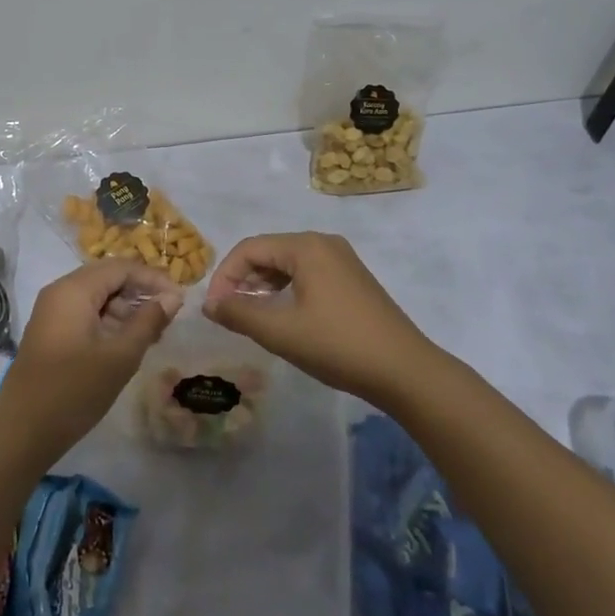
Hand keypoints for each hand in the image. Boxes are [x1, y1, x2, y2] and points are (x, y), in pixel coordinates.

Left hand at [0, 260, 182, 467]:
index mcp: (74, 289)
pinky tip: (128, 344)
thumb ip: (148, 322)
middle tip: (169, 317)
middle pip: (108, 279)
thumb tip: (172, 298)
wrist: (21, 432)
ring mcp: (52, 313)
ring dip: (126, 310)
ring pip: (97, 297)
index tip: (180, 298)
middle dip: (140, 293)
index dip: (153, 278)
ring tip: (154, 334)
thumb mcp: (119, 357)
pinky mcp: (51, 333)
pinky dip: (109, 323)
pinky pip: (86, 314)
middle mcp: (60, 292)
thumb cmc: (74, 391)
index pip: (121, 267)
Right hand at [203, 233, 437, 404]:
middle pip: (269, 252)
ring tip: (250, 316)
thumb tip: (209, 304)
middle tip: (228, 313)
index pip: (250, 248)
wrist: (405, 371)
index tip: (214, 308)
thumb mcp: (281, 332)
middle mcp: (324, 244)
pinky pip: (307, 274)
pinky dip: (286, 290)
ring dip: (263, 286)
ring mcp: (342, 260)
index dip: (225, 275)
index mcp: (306, 247)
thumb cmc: (338, 346)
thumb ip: (239, 313)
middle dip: (243, 280)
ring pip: (287, 264)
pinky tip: (282, 316)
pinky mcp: (352, 279)